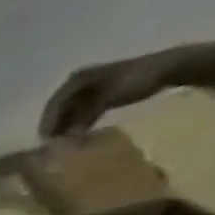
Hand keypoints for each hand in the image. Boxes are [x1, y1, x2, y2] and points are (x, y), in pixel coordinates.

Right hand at [39, 48, 189, 137]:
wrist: (168, 68)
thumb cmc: (134, 80)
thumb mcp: (104, 99)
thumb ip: (82, 119)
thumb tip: (65, 140)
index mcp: (76, 80)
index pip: (53, 104)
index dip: (47, 123)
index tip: (45, 141)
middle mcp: (79, 83)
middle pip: (60, 109)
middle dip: (56, 126)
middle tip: (52, 145)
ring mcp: (91, 88)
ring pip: (71, 111)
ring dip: (68, 126)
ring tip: (65, 142)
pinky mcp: (102, 95)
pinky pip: (84, 111)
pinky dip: (80, 123)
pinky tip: (81, 134)